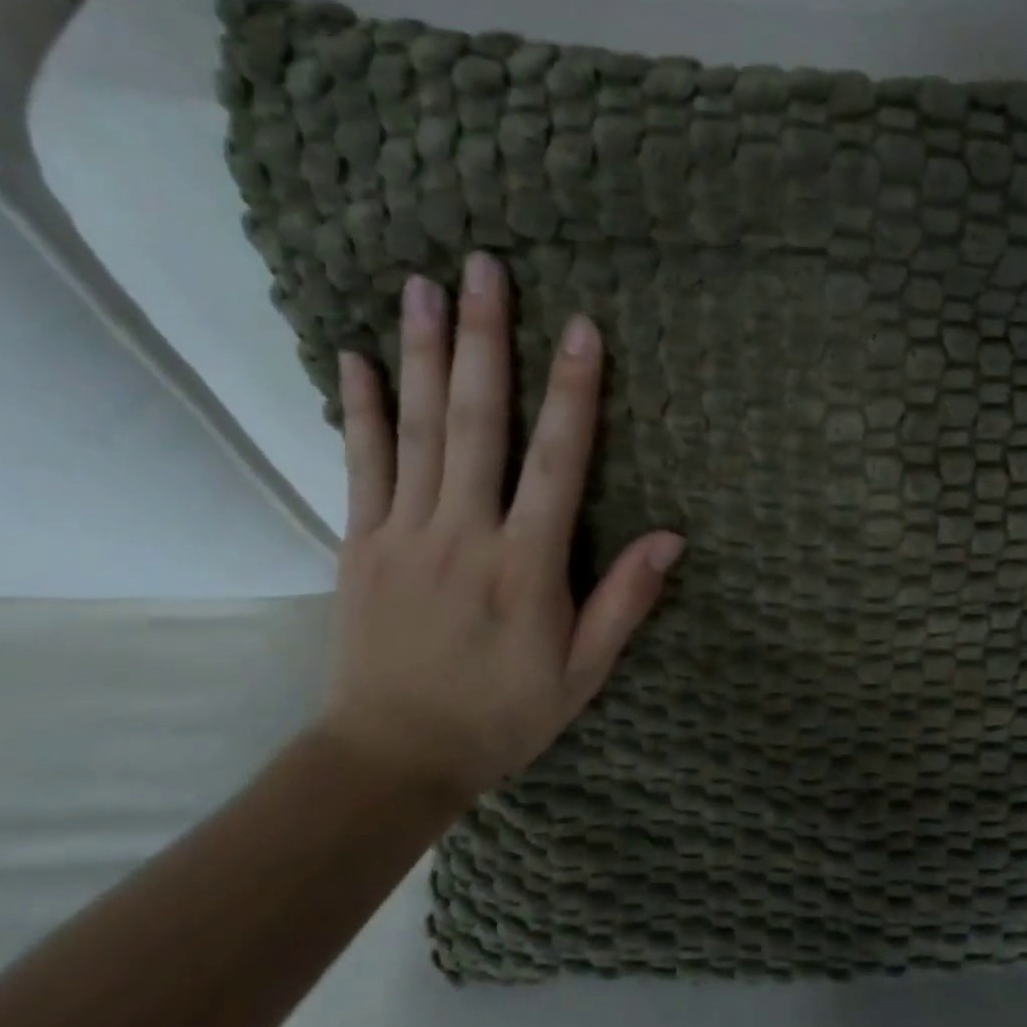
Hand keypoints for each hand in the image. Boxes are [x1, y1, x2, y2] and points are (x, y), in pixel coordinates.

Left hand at [318, 252, 684, 805]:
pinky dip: (359, 409)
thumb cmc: (502, 716)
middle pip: (477, 424)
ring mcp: (405, 534)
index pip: (557, 464)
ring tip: (423, 286)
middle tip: (483, 267)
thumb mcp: (583, 673)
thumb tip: (672, 537)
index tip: (581, 328)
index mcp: (525, 566)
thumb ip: (624, 601)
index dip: (573, 393)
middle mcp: (463, 535)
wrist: (391, 759)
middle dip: (486, 341)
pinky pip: (360, 465)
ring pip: (417, 430)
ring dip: (423, 354)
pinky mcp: (362, 544)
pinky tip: (354, 358)